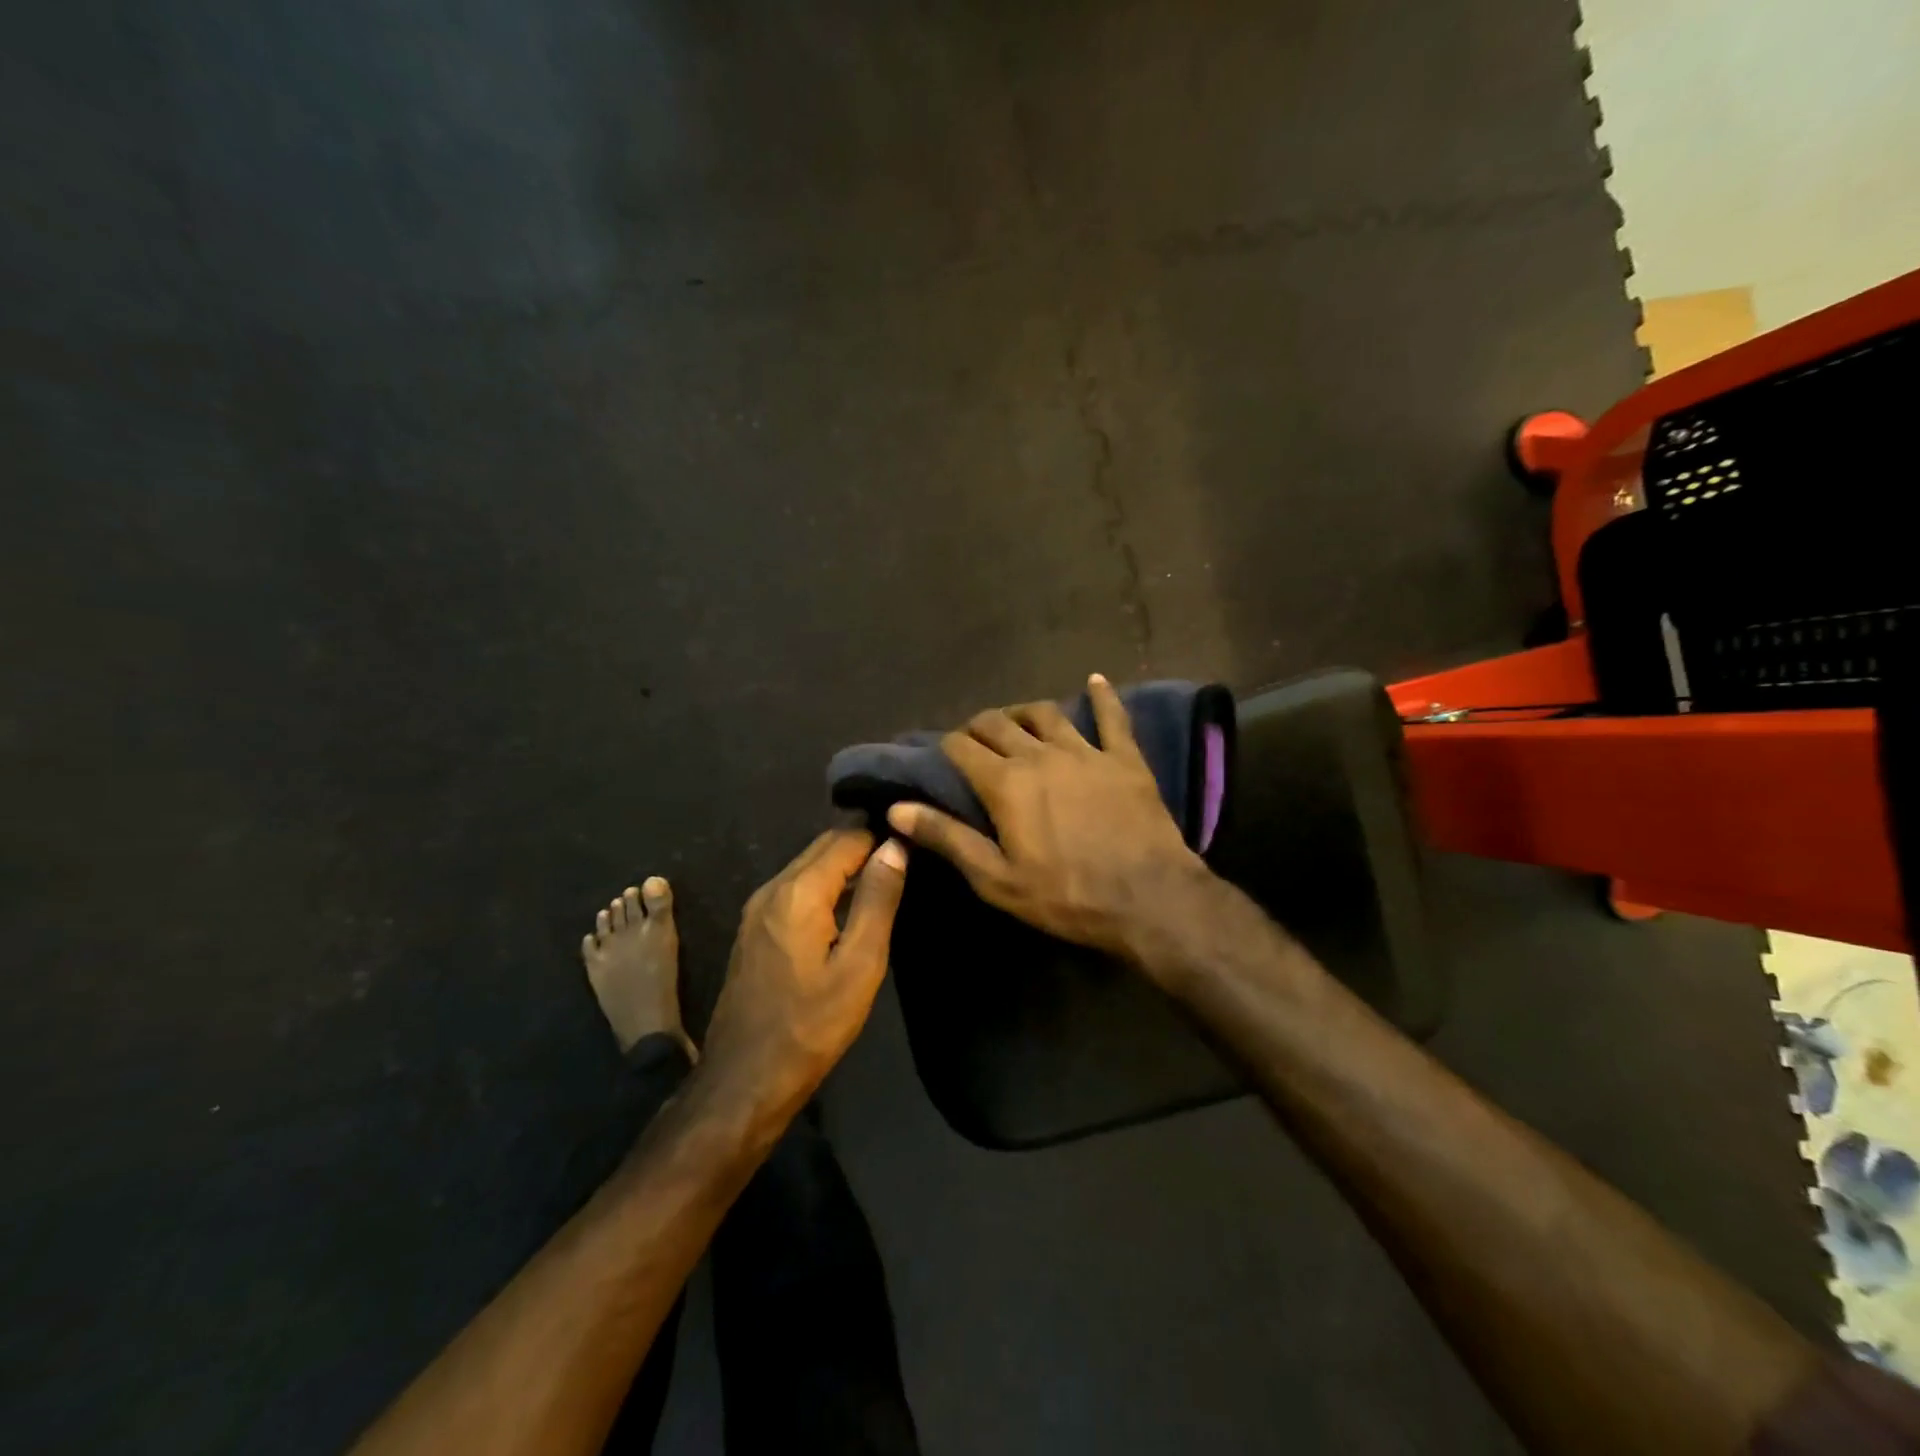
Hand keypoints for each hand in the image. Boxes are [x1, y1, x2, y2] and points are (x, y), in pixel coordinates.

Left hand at [702, 829, 907, 1107]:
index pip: (847, 839)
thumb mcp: (859, 965)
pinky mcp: (753, 930)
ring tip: (884, 880)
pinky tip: (848, 908)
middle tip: (904, 860)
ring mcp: (757, 909)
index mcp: (798, 892)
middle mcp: (772, 888)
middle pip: (823, 847)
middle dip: (863, 846)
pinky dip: (824, 887)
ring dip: (843, 867)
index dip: (882, 837)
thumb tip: (895, 847)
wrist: (744, 1080)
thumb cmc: (810, 1025)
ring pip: (807, 867)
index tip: (914, 845)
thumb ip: (878, 900)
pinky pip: (795, 890)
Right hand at [886, 673, 1212, 967]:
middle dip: (978, 726)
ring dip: (1024, 711)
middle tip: (973, 740)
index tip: (941, 755)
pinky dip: (1102, 696)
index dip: (946, 747)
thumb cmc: (1066, 896)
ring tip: (1015, 718)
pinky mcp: (1125, 757)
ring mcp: (1086, 751)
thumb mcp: (996, 878)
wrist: (1149, 899)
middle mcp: (1040, 754)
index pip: (962, 748)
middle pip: (999, 723)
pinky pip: (1112, 717)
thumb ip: (947, 837)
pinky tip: (1096, 680)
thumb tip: (896, 808)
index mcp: (1005, 783)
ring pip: (1046, 714)